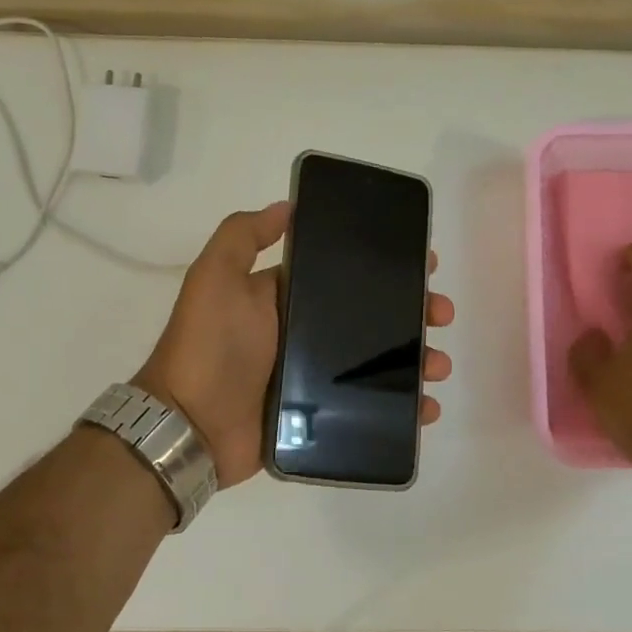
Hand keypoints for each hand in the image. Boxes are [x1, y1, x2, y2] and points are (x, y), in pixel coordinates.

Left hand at [135, 201, 455, 487]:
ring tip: (438, 366)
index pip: (345, 277)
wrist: (191, 425)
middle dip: (411, 314)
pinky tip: (427, 406)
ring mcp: (312, 378)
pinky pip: (368, 408)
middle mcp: (302, 334)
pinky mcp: (318, 417)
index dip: (384, 269)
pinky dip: (402, 408)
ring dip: (414, 361)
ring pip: (376, 364)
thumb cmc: (208, 346)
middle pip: (370, 319)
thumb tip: (287, 205)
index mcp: (284, 298)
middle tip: (441, 315)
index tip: (423, 265)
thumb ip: (243, 236)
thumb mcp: (215, 277)